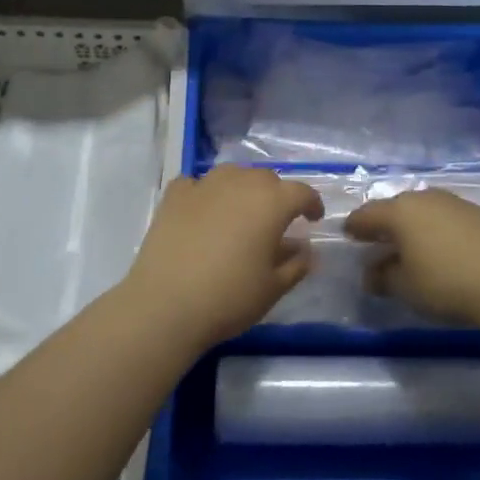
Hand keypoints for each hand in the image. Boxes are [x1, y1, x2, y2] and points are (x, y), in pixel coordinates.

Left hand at [121, 165, 325, 347]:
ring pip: (232, 174)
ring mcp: (204, 185)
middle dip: (276, 195)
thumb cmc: (229, 298)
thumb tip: (306, 249)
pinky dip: (205, 193)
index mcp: (271, 203)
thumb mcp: (274, 288)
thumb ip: (297, 264)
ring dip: (242, 188)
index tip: (313, 219)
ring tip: (240, 212)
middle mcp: (240, 183)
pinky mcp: (174, 196)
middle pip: (266, 179)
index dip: (312, 204)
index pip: (301, 192)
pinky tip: (203, 211)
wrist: (166, 305)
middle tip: (276, 221)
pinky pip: (197, 184)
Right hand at [344, 189, 479, 327]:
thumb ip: (383, 278)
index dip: (354, 228)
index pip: (366, 215)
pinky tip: (443, 250)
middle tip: (379, 244)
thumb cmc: (448, 283)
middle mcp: (424, 199)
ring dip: (413, 227)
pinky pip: (446, 218)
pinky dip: (437, 230)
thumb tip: (371, 274)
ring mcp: (455, 203)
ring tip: (412, 249)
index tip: (348, 237)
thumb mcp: (407, 288)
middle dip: (384, 225)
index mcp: (399, 212)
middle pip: (395, 208)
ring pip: (423, 211)